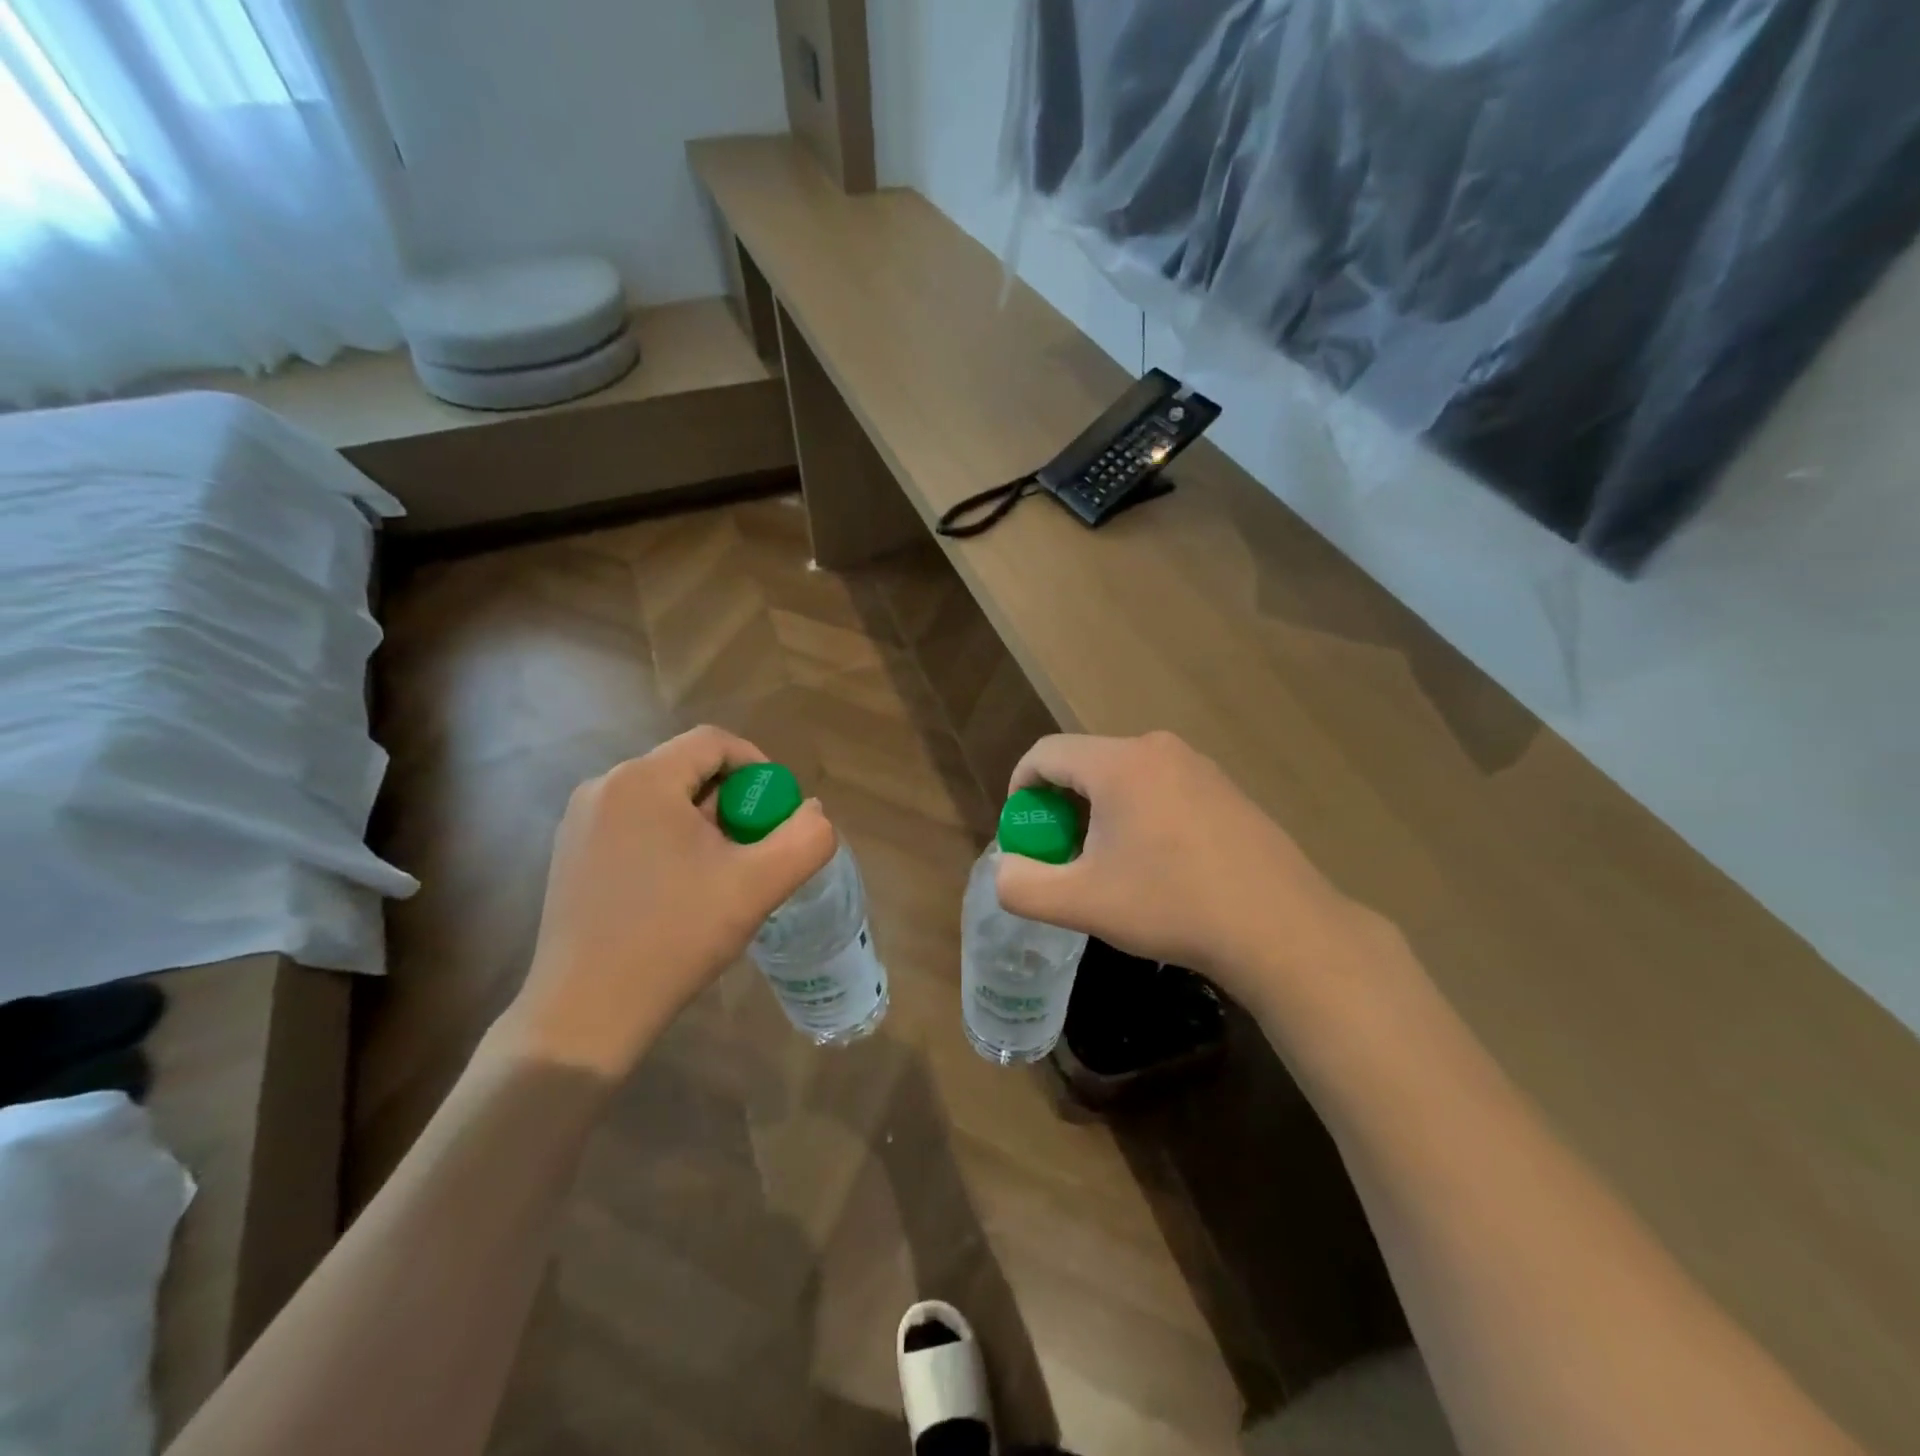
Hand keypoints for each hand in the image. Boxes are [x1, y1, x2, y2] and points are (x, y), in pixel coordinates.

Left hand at [498, 726, 835, 1081]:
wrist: (585, 1013)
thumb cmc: (675, 937)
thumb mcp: (757, 886)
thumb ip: (805, 839)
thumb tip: (812, 812)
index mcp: (644, 780)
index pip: (714, 742)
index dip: (758, 767)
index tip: (777, 813)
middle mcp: (603, 787)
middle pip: (688, 770)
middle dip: (732, 802)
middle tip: (753, 850)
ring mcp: (579, 822)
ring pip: (662, 799)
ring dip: (702, 823)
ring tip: (720, 874)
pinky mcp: (569, 855)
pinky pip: (634, 825)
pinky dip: (668, 841)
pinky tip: (678, 890)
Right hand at [995, 732, 1396, 1015]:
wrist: (1280, 928)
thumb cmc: (1172, 906)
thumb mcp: (1082, 904)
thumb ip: (1022, 886)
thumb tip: (1006, 868)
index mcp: (1118, 764)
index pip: (1045, 753)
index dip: (1020, 789)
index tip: (1023, 832)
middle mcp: (1157, 749)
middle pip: (1085, 763)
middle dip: (1061, 806)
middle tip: (1064, 856)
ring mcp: (1198, 766)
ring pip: (1124, 776)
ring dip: (1100, 811)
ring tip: (1109, 864)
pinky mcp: (1225, 788)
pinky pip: (1161, 787)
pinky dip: (1139, 813)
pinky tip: (1158, 863)